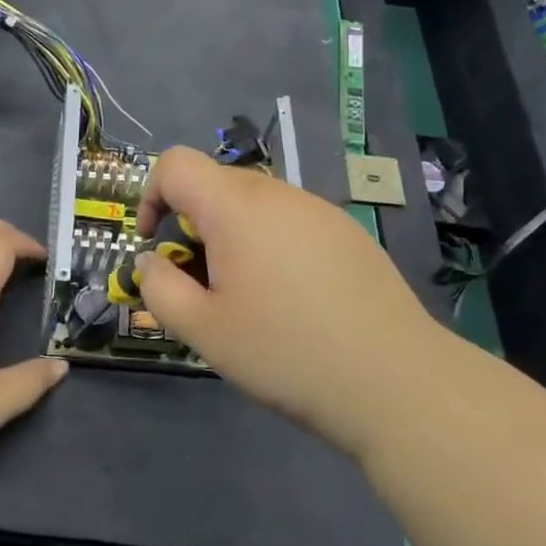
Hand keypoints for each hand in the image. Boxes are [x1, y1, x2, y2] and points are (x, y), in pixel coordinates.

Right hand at [134, 147, 440, 460]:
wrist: (396, 381)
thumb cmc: (286, 352)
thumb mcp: (203, 330)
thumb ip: (159, 288)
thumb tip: (150, 261)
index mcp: (236, 207)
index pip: (176, 163)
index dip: (151, 195)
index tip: (156, 244)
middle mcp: (278, 193)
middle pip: (215, 183)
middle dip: (192, 224)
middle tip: (202, 284)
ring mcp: (319, 209)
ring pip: (255, 203)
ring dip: (233, 236)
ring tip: (250, 296)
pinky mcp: (348, 231)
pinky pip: (291, 220)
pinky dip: (272, 244)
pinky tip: (295, 298)